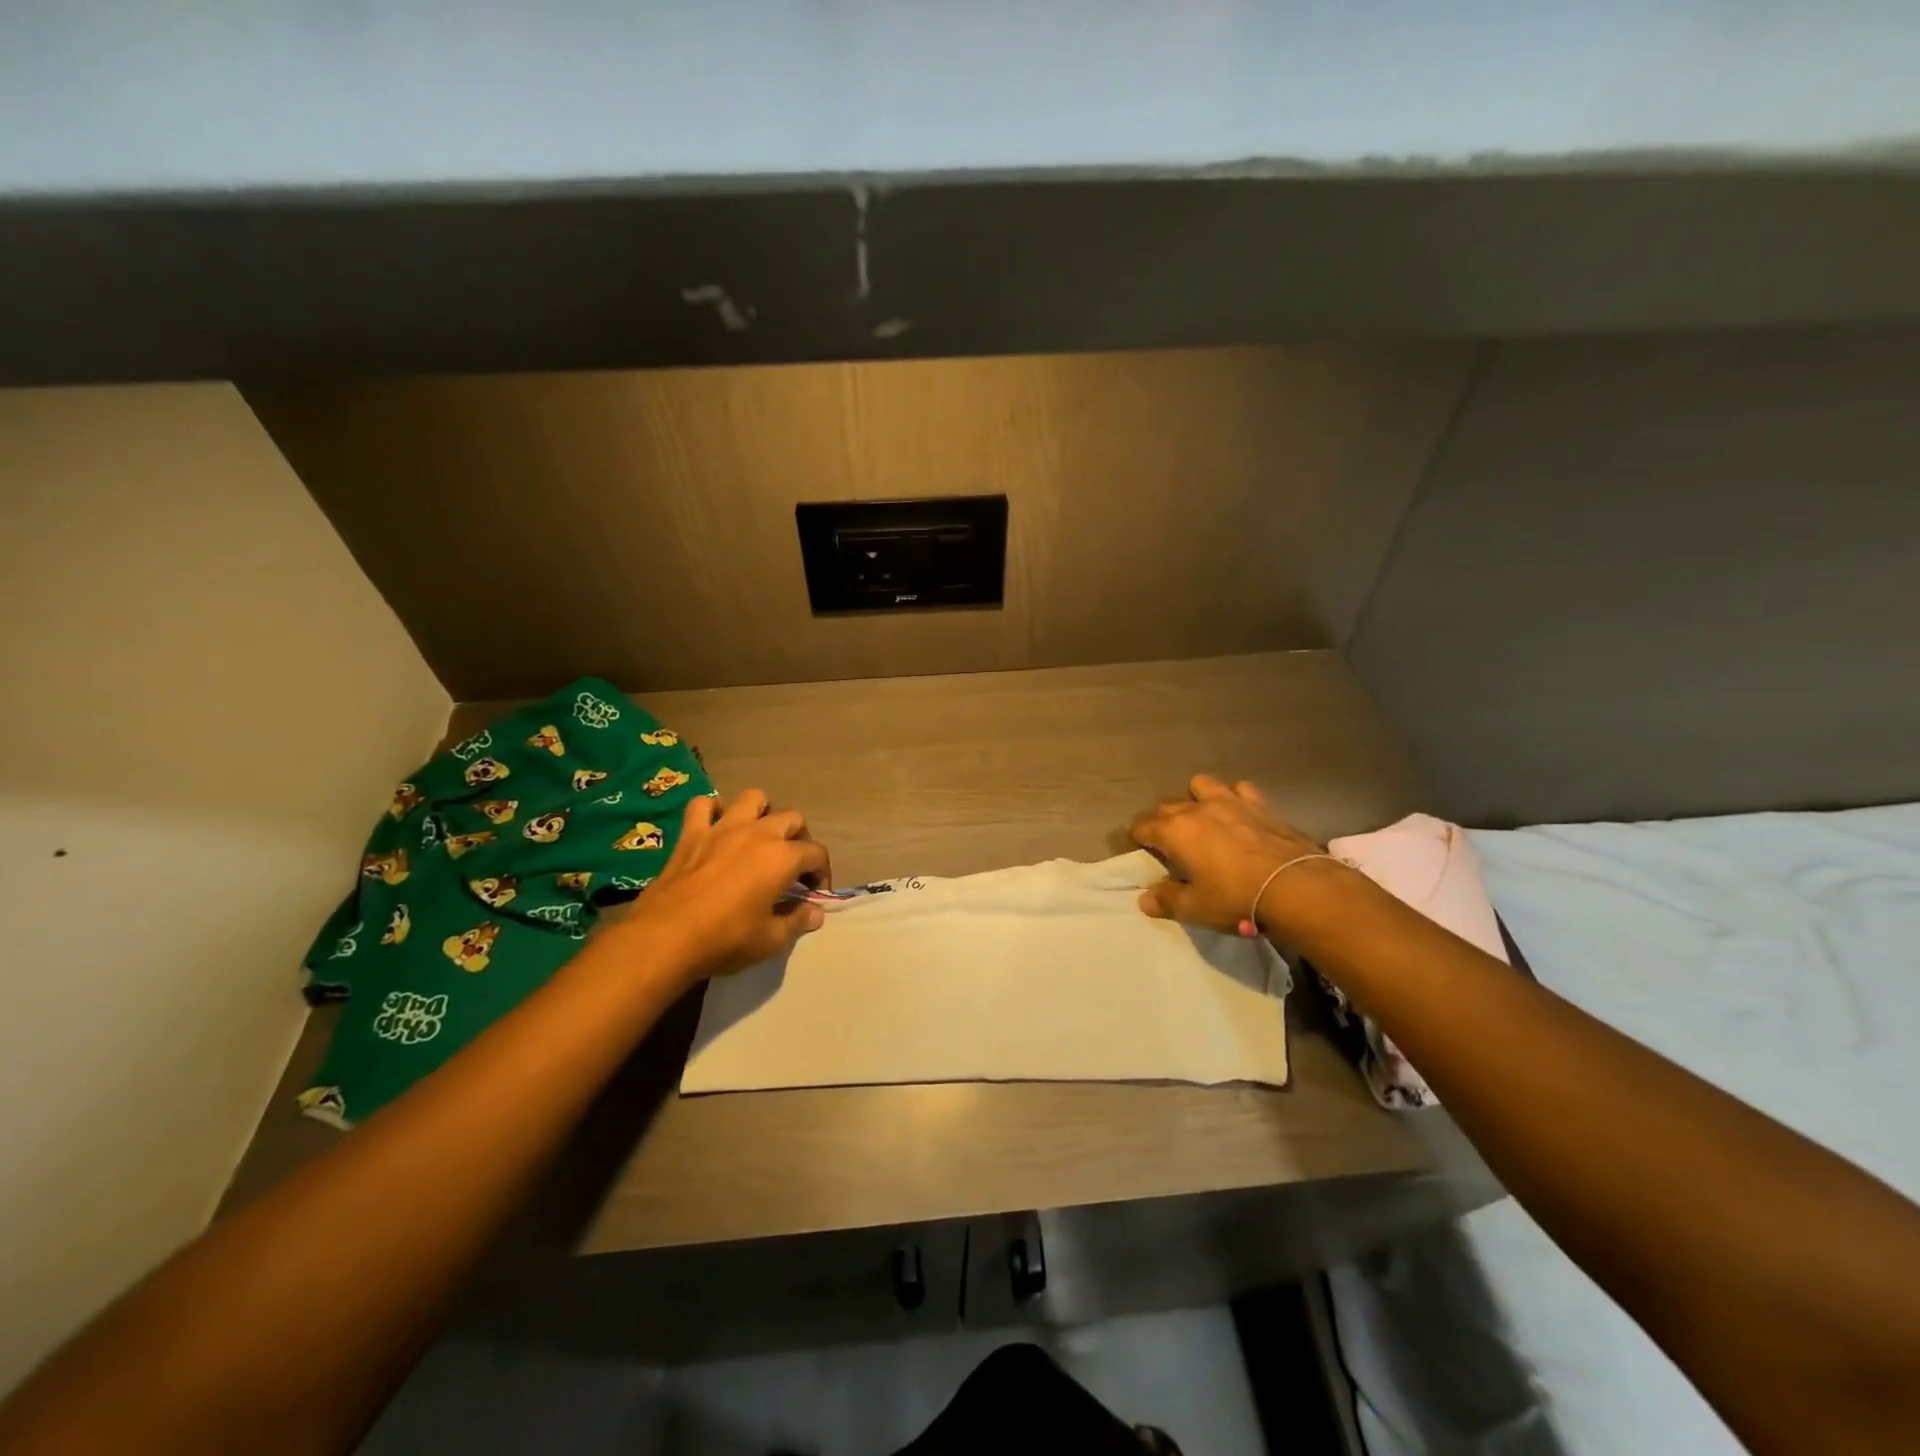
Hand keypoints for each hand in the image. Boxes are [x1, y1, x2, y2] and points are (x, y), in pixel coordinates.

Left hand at [609, 789, 830, 983]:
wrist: (667, 937)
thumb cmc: (726, 939)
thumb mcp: (771, 940)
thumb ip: (798, 921)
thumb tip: (815, 912)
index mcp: (783, 857)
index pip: (816, 853)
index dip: (821, 872)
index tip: (814, 893)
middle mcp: (759, 833)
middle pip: (791, 818)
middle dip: (799, 838)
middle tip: (791, 864)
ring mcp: (723, 828)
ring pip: (753, 798)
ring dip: (762, 812)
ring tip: (759, 835)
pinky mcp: (692, 833)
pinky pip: (703, 805)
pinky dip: (712, 810)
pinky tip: (716, 826)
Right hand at [1130, 775, 1325, 934]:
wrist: (1294, 886)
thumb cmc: (1236, 898)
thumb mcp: (1196, 909)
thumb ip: (1167, 901)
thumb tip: (1145, 899)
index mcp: (1174, 832)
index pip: (1143, 827)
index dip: (1139, 838)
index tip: (1142, 848)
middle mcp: (1197, 809)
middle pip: (1168, 806)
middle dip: (1164, 821)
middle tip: (1173, 843)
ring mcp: (1229, 802)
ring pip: (1201, 785)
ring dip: (1196, 798)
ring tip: (1204, 818)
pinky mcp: (1259, 804)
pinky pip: (1239, 789)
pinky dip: (1235, 797)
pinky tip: (1239, 813)